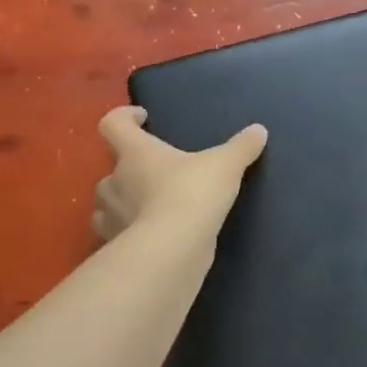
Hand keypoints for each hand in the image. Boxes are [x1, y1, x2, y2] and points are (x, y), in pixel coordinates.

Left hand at [93, 107, 267, 240]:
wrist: (172, 250)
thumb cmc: (192, 194)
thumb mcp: (225, 165)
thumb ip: (241, 147)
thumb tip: (259, 130)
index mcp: (136, 153)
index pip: (113, 124)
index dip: (124, 116)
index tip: (142, 118)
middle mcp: (116, 181)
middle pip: (112, 166)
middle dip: (129, 166)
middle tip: (156, 170)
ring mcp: (111, 216)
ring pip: (108, 202)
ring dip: (123, 200)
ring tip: (149, 203)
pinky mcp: (116, 246)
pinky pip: (116, 232)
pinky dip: (128, 230)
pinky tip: (150, 233)